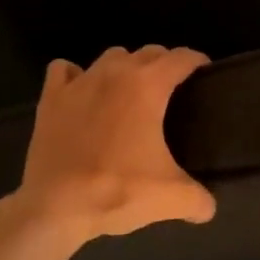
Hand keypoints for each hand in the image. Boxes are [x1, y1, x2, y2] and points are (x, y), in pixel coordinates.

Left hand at [13, 45, 216, 241]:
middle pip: (149, 52)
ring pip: (111, 56)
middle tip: (172, 91)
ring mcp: (79, 82)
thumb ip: (199, 199)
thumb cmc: (118, 191)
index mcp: (148, 86)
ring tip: (130, 92)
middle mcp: (115, 73)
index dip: (198, 62)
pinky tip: (83, 93)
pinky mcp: (50, 98)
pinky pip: (64, 69)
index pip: (182, 58)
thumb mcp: (171, 198)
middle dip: (164, 64)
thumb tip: (209, 207)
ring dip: (125, 67)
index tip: (206, 74)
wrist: (56, 207)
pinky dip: (75, 75)